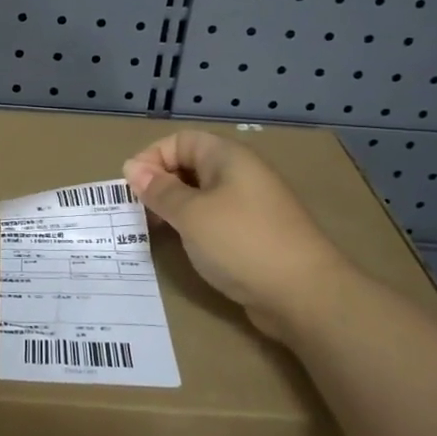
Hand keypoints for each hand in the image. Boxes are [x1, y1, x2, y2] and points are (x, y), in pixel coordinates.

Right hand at [124, 131, 340, 341]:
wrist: (304, 294)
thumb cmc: (241, 243)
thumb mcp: (191, 214)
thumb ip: (160, 191)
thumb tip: (132, 168)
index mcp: (228, 157)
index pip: (180, 141)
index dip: (152, 158)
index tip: (132, 189)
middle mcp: (242, 174)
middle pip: (191, 165)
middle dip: (160, 184)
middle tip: (138, 212)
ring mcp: (252, 205)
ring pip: (202, 195)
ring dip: (175, 208)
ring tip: (156, 230)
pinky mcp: (255, 234)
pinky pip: (216, 219)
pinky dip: (194, 227)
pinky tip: (184, 246)